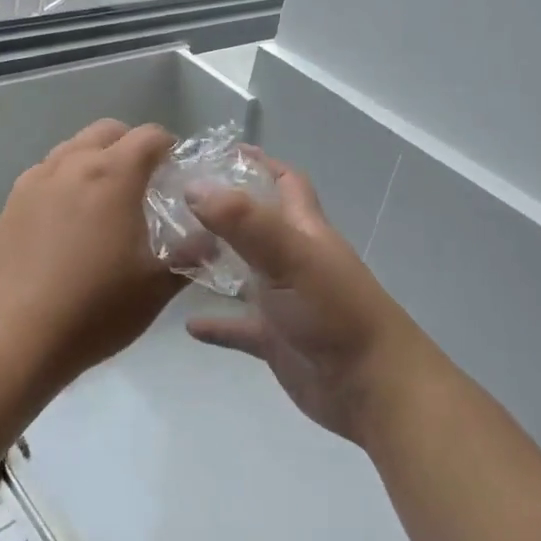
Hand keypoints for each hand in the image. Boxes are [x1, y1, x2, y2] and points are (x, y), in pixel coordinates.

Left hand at [0, 119, 184, 388]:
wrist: (13, 339)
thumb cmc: (94, 309)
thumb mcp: (157, 287)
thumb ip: (190, 255)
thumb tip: (211, 240)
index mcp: (112, 174)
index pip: (150, 135)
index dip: (170, 148)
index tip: (177, 174)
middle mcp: (71, 164)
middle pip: (107, 131)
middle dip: (130, 146)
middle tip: (144, 184)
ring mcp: (34, 181)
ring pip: (72, 148)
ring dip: (94, 160)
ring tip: (104, 202)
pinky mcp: (9, 205)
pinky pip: (45, 175)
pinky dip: (64, 182)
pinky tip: (66, 223)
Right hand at [185, 151, 434, 445]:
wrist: (372, 386)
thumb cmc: (333, 310)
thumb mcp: (288, 255)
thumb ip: (243, 220)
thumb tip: (194, 186)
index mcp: (304, 229)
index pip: (286, 181)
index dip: (260, 163)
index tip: (219, 153)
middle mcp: (293, 258)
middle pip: (255, 224)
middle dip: (221, 211)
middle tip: (175, 202)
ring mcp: (283, 300)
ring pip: (241, 273)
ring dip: (212, 263)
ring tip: (168, 253)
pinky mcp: (275, 340)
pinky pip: (239, 327)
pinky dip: (217, 324)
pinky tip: (189, 325)